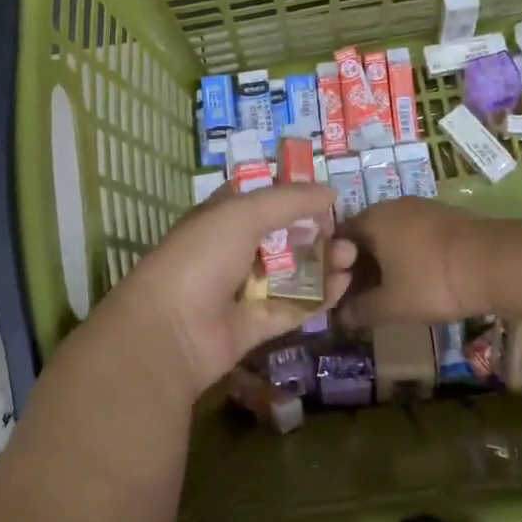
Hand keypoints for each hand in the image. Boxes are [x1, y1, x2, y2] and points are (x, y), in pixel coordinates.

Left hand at [91, 183, 356, 400]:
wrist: (171, 329)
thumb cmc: (201, 257)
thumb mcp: (242, 213)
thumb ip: (289, 200)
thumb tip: (330, 192)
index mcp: (219, 219)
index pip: (259, 201)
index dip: (291, 196)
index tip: (326, 197)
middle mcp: (230, 252)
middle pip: (281, 238)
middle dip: (314, 233)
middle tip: (345, 232)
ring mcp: (242, 291)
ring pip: (290, 274)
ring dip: (321, 264)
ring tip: (350, 257)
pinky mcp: (254, 326)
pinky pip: (292, 307)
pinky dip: (318, 298)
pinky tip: (342, 284)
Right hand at [336, 198, 494, 327]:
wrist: (496, 263)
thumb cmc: (432, 281)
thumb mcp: (391, 305)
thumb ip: (361, 310)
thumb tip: (342, 317)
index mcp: (372, 219)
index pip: (338, 239)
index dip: (335, 268)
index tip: (339, 293)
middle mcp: (393, 206)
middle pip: (366, 236)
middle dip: (362, 266)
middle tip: (364, 297)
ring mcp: (423, 207)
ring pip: (393, 235)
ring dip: (387, 261)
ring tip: (392, 291)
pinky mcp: (447, 216)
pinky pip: (416, 235)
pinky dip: (410, 255)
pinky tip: (420, 278)